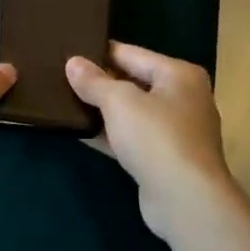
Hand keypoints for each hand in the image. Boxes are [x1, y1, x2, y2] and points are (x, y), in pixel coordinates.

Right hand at [66, 44, 233, 239]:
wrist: (186, 201)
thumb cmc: (157, 137)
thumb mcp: (119, 102)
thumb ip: (94, 81)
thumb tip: (72, 62)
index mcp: (179, 74)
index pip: (132, 53)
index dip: (100, 52)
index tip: (70, 50)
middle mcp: (183, 98)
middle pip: (134, 82)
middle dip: (101, 82)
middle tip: (63, 76)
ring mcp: (177, 132)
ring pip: (133, 113)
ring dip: (104, 110)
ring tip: (66, 102)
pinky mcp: (165, 160)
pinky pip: (133, 138)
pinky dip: (110, 135)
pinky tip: (81, 133)